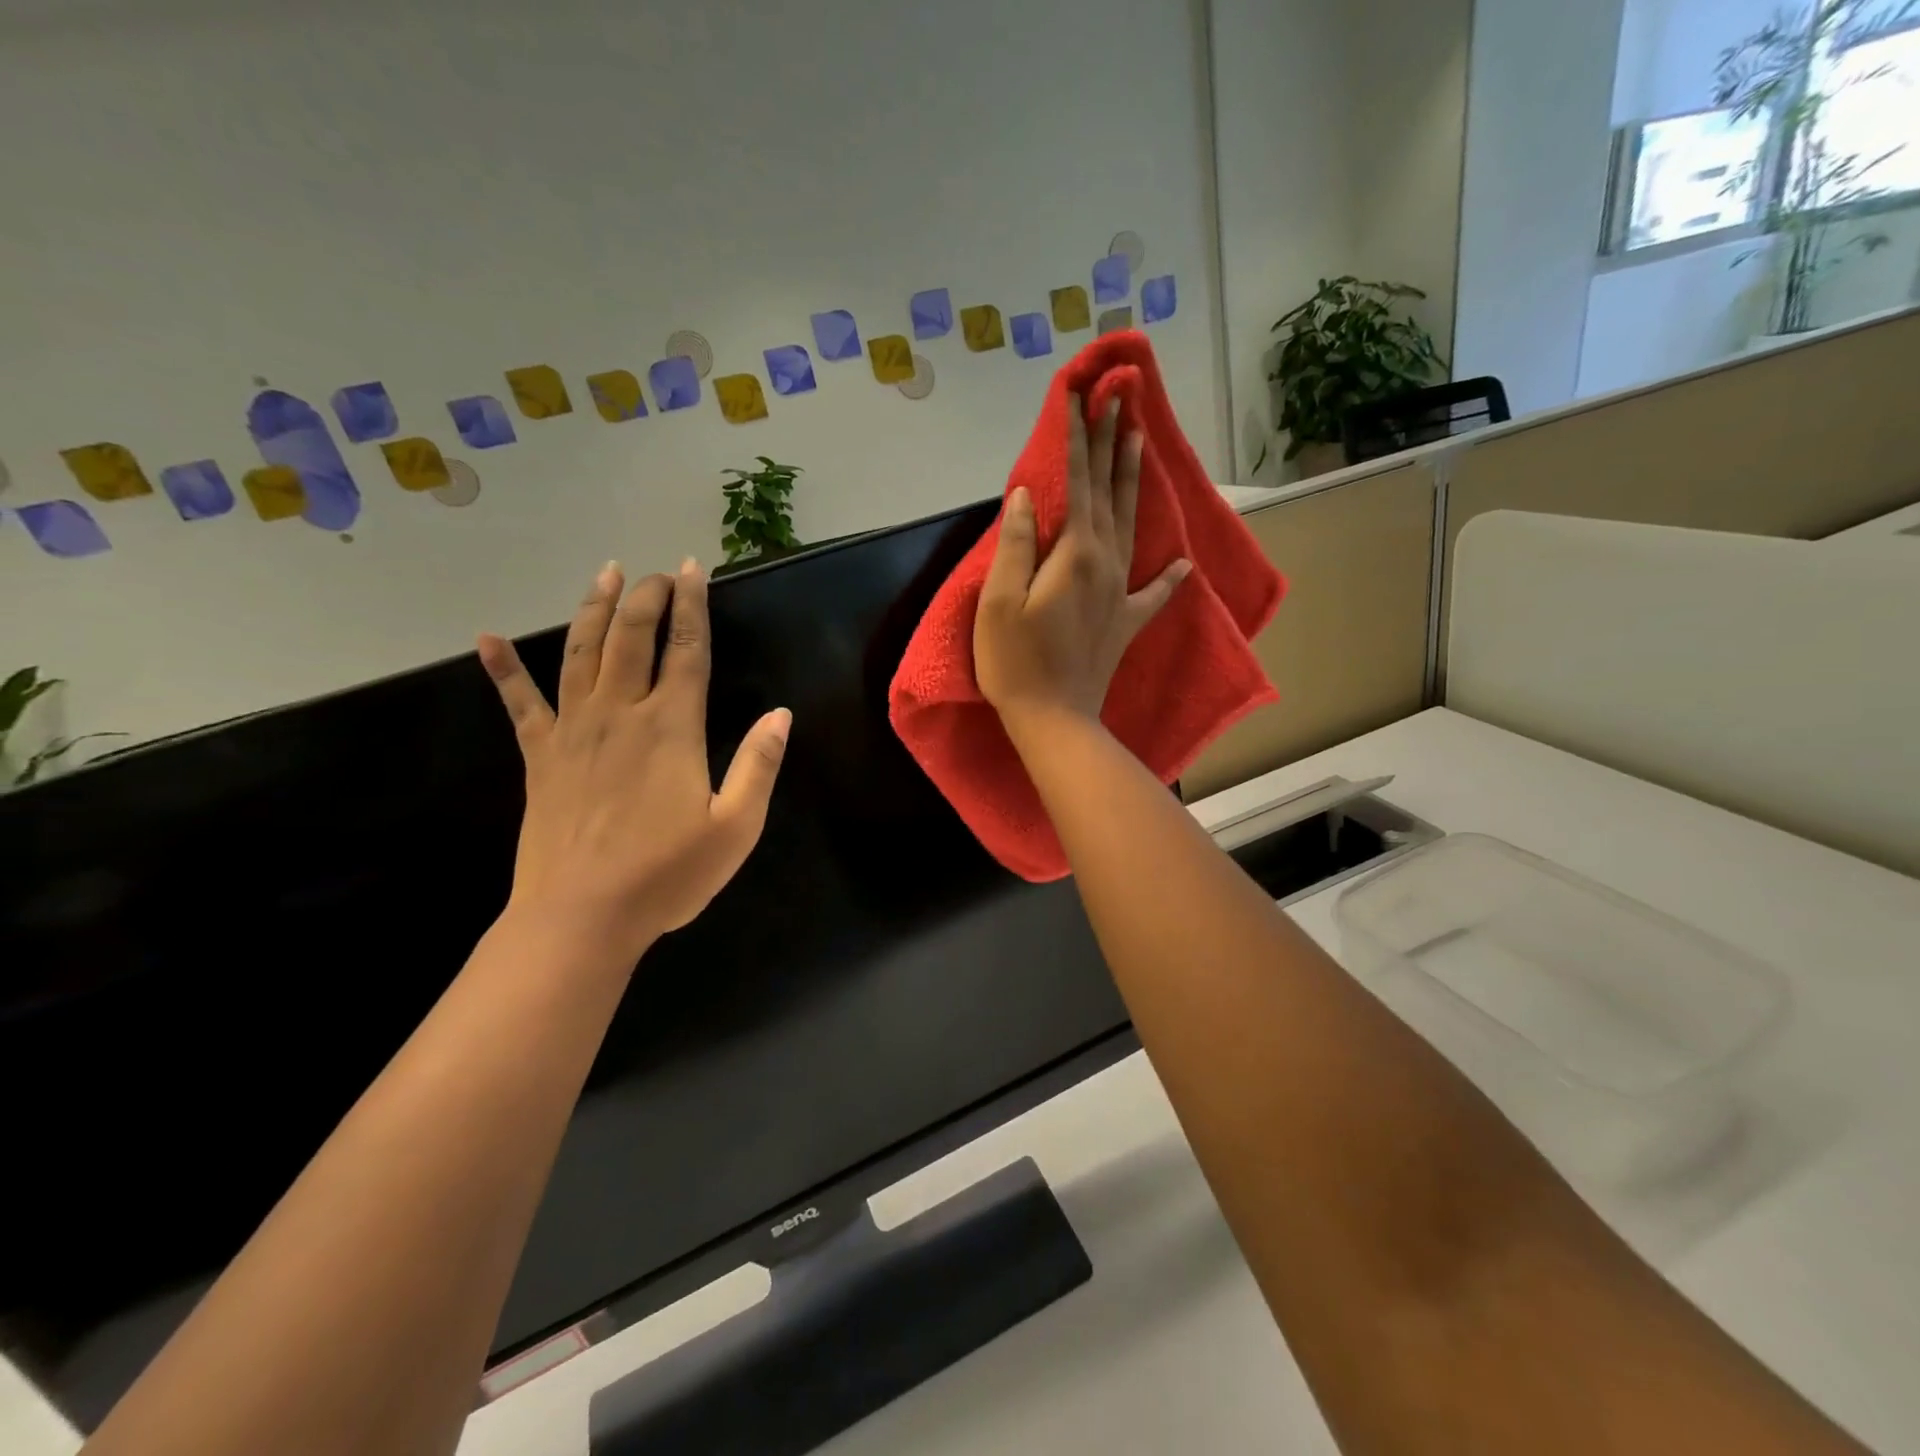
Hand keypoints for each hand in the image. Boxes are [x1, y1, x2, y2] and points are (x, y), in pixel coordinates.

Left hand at [478, 558, 790, 964]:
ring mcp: (572, 731)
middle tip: (658, 571)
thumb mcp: (736, 828)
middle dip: (646, 596)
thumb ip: (760, 766)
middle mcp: (620, 714)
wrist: (581, 918)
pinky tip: (487, 640)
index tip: (694, 569)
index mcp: (671, 728)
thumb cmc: (667, 875)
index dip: (692, 605)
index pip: (686, 650)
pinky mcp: (538, 757)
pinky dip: (503, 670)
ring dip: (593, 610)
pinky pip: (518, 703)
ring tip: (604, 575)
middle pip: (631, 637)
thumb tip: (781, 714)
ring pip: (580, 653)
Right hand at [975, 395, 1190, 727]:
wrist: (1054, 719)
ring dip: (1134, 480)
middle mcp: (1106, 562)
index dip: (1076, 438)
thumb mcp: (998, 602)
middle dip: (1111, 443)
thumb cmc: (1015, 663)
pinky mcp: (1126, 622)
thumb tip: (1025, 494)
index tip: (1079, 395)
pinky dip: (1168, 577)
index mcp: (1075, 554)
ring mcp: (1122, 593)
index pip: (1076, 482)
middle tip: (1120, 399)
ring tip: (1141, 441)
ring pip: (1132, 524)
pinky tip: (1184, 563)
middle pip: (1109, 493)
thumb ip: (1016, 545)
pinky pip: (1153, 593)